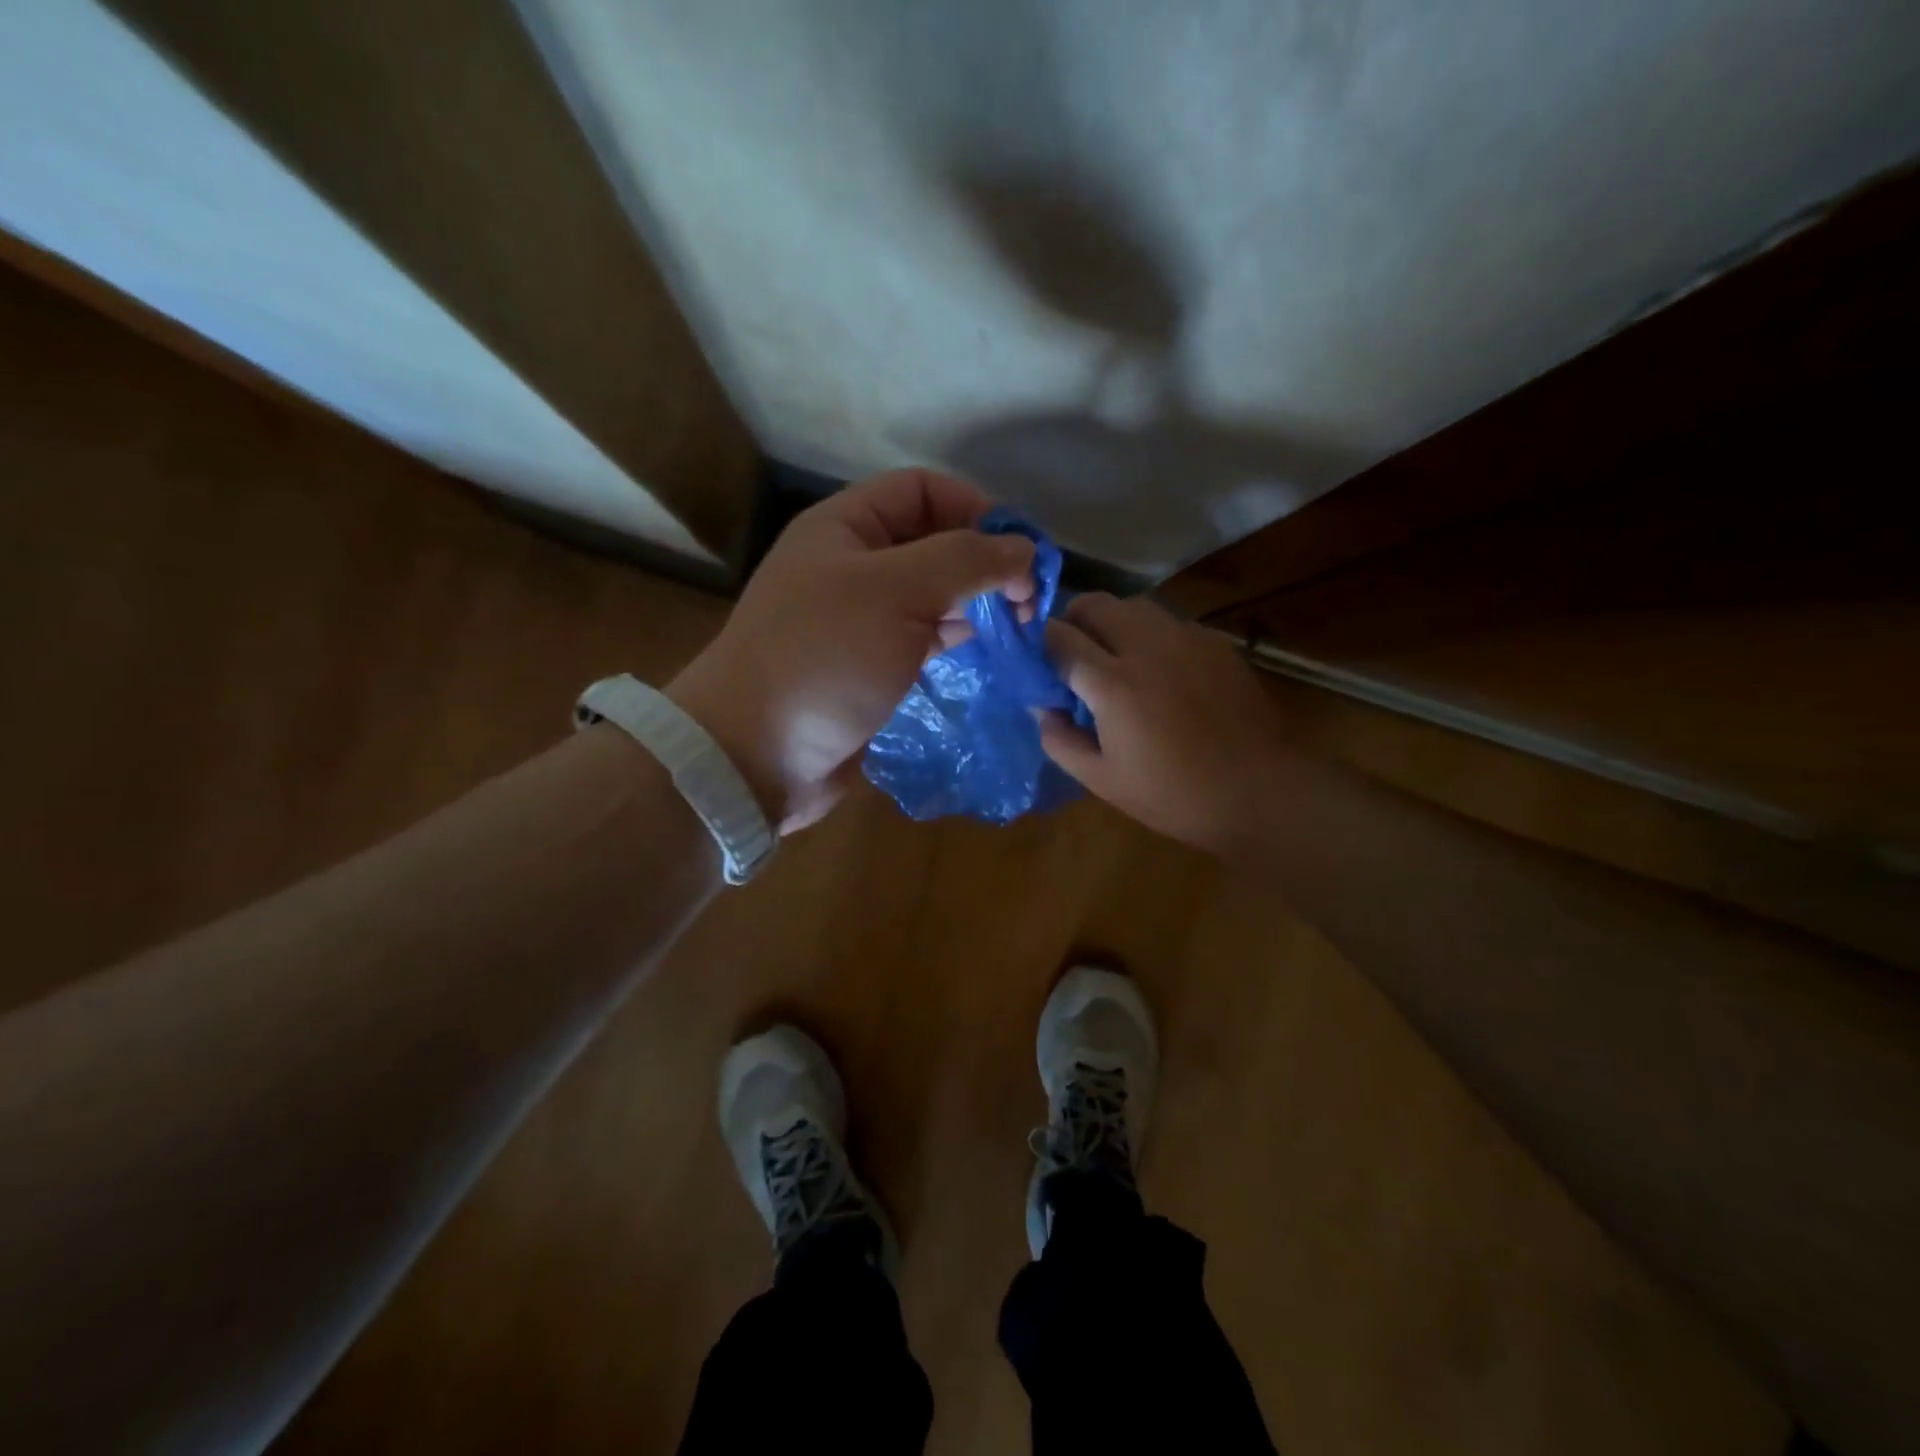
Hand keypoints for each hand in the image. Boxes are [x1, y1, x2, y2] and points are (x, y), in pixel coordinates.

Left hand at [668, 470, 1035, 832]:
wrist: (756, 755)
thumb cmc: (823, 658)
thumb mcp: (895, 592)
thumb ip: (965, 562)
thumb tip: (1025, 553)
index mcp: (845, 527)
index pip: (923, 490)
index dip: (976, 509)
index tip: (1021, 553)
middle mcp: (852, 567)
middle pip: (932, 543)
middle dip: (983, 563)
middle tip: (1028, 602)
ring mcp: (860, 621)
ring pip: (932, 595)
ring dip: (975, 605)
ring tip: (1018, 629)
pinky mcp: (870, 669)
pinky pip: (923, 640)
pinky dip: (956, 642)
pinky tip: (986, 655)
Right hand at [1038, 594, 1289, 852]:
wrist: (1259, 792)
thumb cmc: (1173, 795)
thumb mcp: (1102, 781)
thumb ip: (1060, 741)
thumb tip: (1043, 707)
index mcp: (1112, 683)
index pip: (1059, 638)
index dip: (1041, 647)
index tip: (1041, 665)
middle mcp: (1147, 646)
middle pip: (1094, 604)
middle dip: (1074, 622)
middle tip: (1075, 657)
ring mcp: (1186, 639)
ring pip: (1133, 605)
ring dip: (1112, 623)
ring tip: (1116, 659)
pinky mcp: (1215, 643)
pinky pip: (1169, 622)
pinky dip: (1151, 636)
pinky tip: (1161, 671)